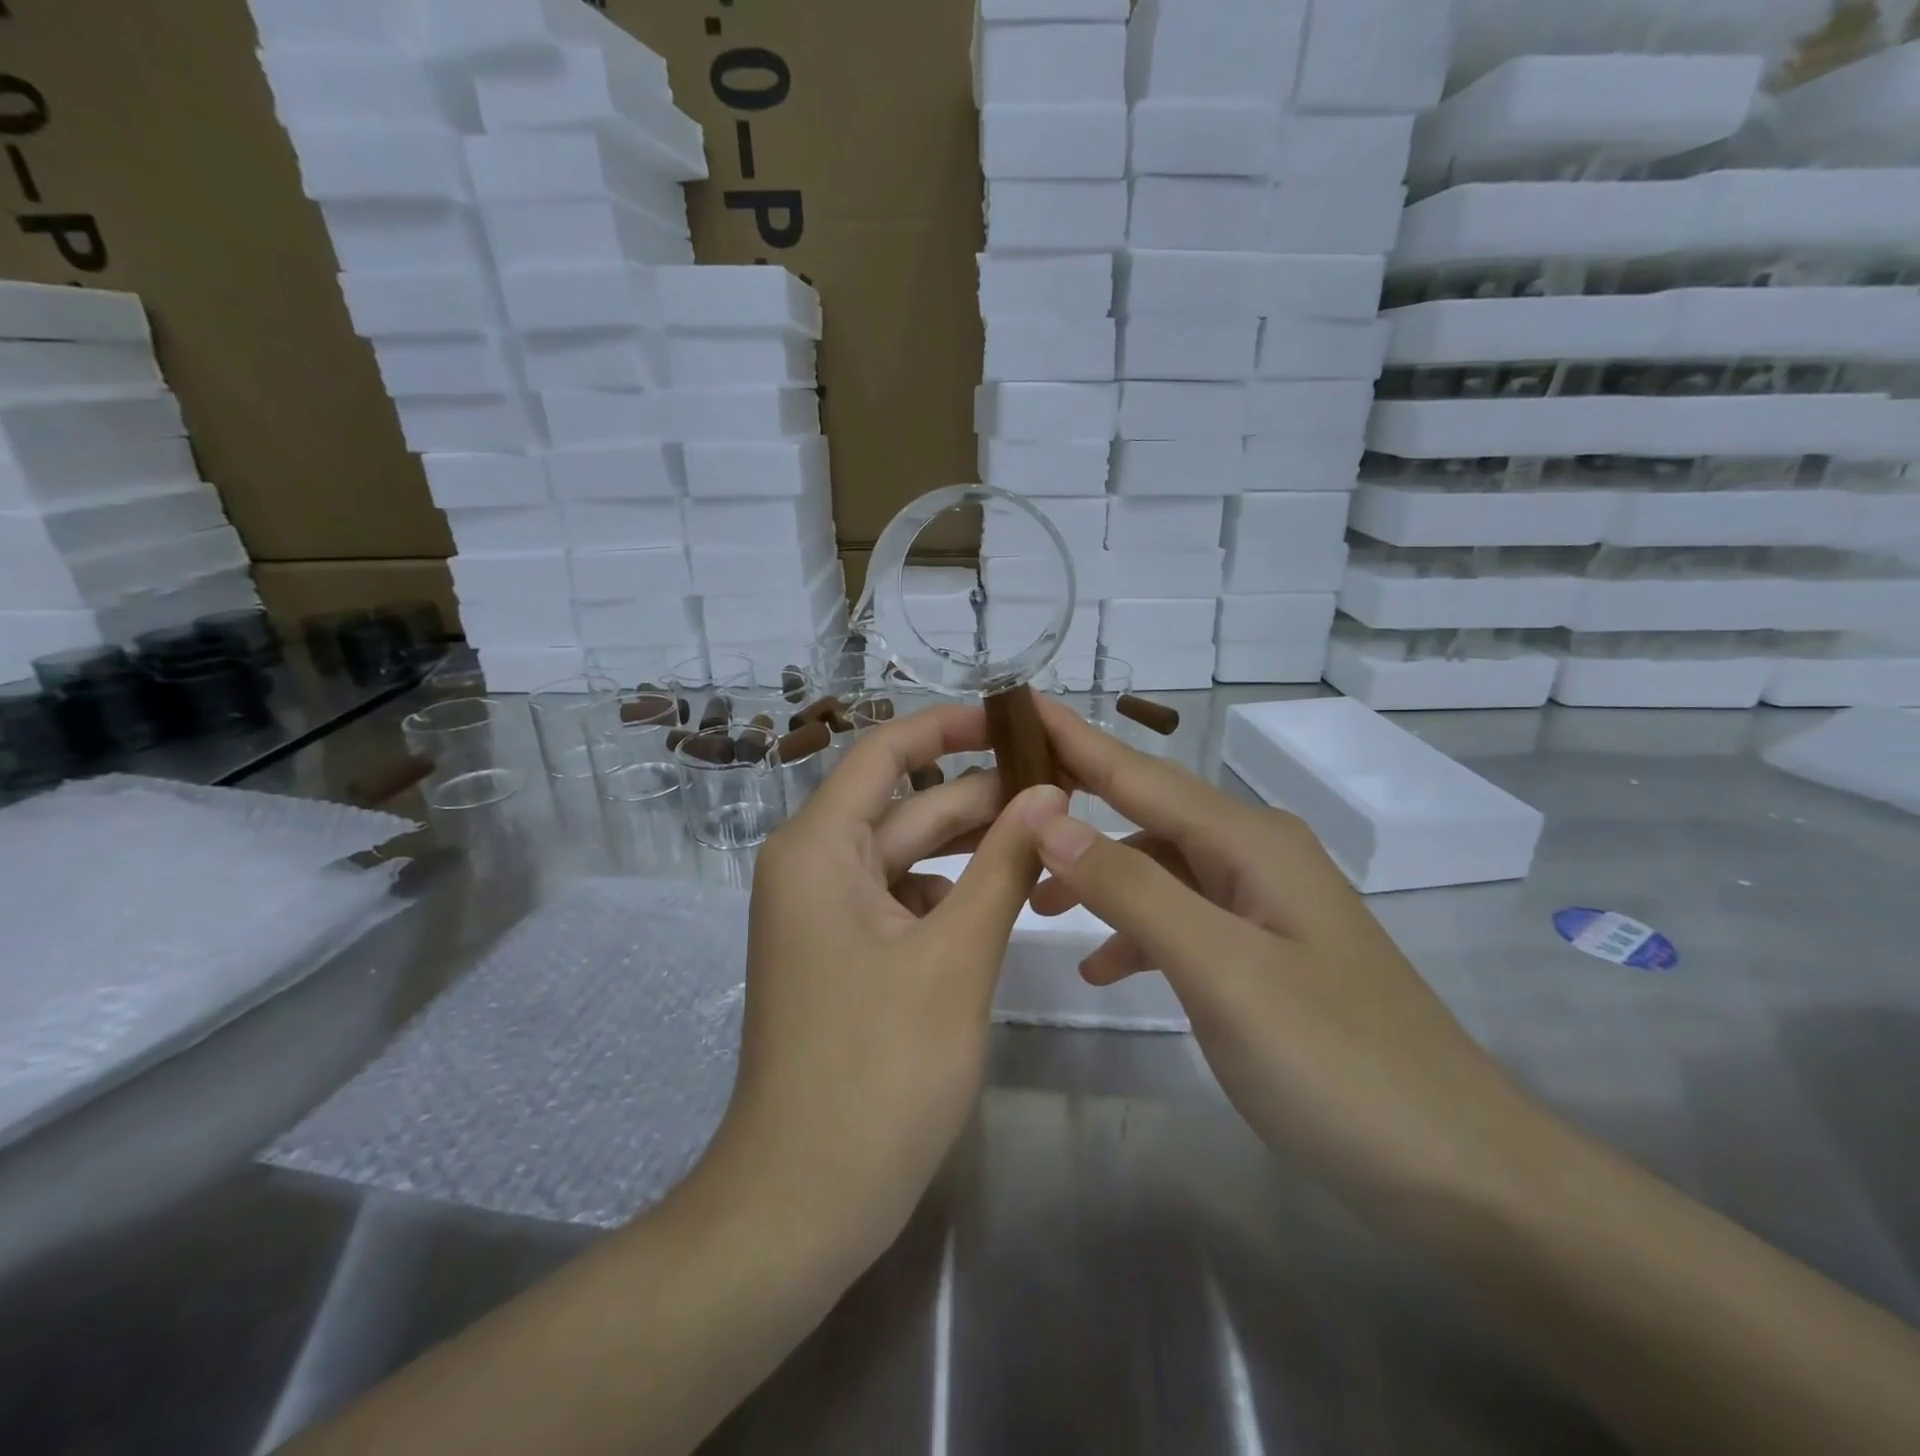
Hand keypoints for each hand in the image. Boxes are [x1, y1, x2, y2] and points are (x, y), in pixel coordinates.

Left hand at [706, 704, 1054, 1268]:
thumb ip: (1005, 864)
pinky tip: (1008, 900)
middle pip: (907, 807)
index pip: (885, 753)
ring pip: (910, 856)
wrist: (804, 1201)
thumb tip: (1050, 792)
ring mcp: (828, 915)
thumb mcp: (955, 955)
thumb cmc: (878, 1071)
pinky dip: (954, 894)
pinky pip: (905, 901)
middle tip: (1065, 789)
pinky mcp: (846, 955)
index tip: (1015, 719)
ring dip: (974, 848)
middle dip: (981, 796)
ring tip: (1052, 841)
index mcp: (820, 848)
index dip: (949, 727)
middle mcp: (814, 867)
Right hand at [1019, 697, 1540, 1210]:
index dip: (1075, 738)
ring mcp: (1265, 904)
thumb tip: (1048, 816)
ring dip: (1099, 877)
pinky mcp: (1266, 952)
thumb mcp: (1219, 970)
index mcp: (1250, 841)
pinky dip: (1137, 930)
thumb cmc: (1335, 1062)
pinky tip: (1104, 967)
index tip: (1017, 704)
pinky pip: (1183, 917)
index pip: (1140, 773)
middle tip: (999, 807)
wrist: (1459, 1170)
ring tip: (1034, 903)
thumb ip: (1131, 889)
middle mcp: (1257, 855)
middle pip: (1147, 813)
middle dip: (1074, 806)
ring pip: (1160, 867)